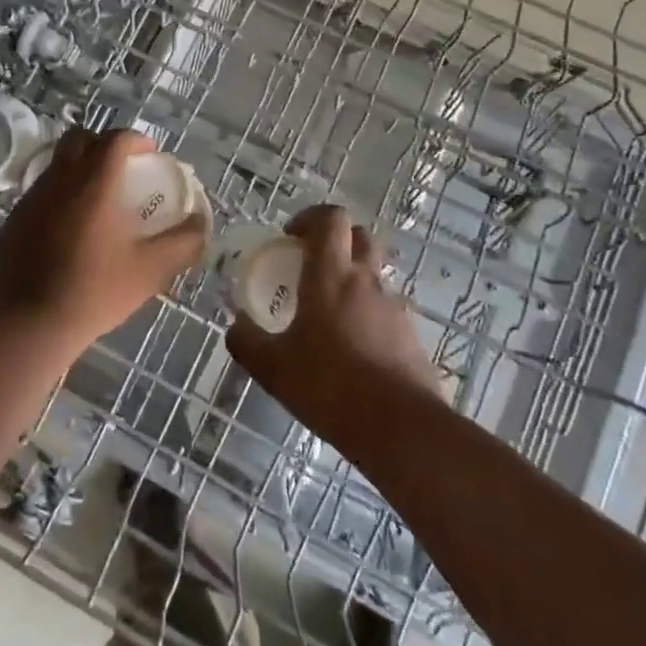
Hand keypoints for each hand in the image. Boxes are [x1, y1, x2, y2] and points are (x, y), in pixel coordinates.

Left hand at [0, 128, 207, 351]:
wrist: (28, 324)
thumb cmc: (94, 292)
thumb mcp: (150, 271)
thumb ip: (182, 243)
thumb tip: (200, 224)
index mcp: (93, 184)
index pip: (115, 140)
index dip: (136, 139)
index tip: (151, 155)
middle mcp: (60, 181)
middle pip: (80, 138)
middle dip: (104, 144)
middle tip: (122, 168)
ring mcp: (32, 198)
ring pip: (58, 164)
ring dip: (81, 168)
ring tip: (99, 199)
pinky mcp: (15, 219)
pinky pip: (42, 191)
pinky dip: (62, 194)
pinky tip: (72, 228)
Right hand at [225, 204, 445, 456]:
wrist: (400, 428)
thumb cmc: (330, 386)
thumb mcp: (273, 368)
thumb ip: (247, 341)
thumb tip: (234, 324)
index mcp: (330, 274)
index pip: (331, 218)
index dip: (311, 217)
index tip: (291, 237)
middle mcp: (366, 280)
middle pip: (360, 235)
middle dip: (337, 240)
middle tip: (312, 266)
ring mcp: (394, 307)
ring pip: (375, 274)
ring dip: (355, 281)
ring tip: (332, 316)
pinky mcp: (411, 335)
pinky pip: (388, 311)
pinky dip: (371, 316)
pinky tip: (356, 350)